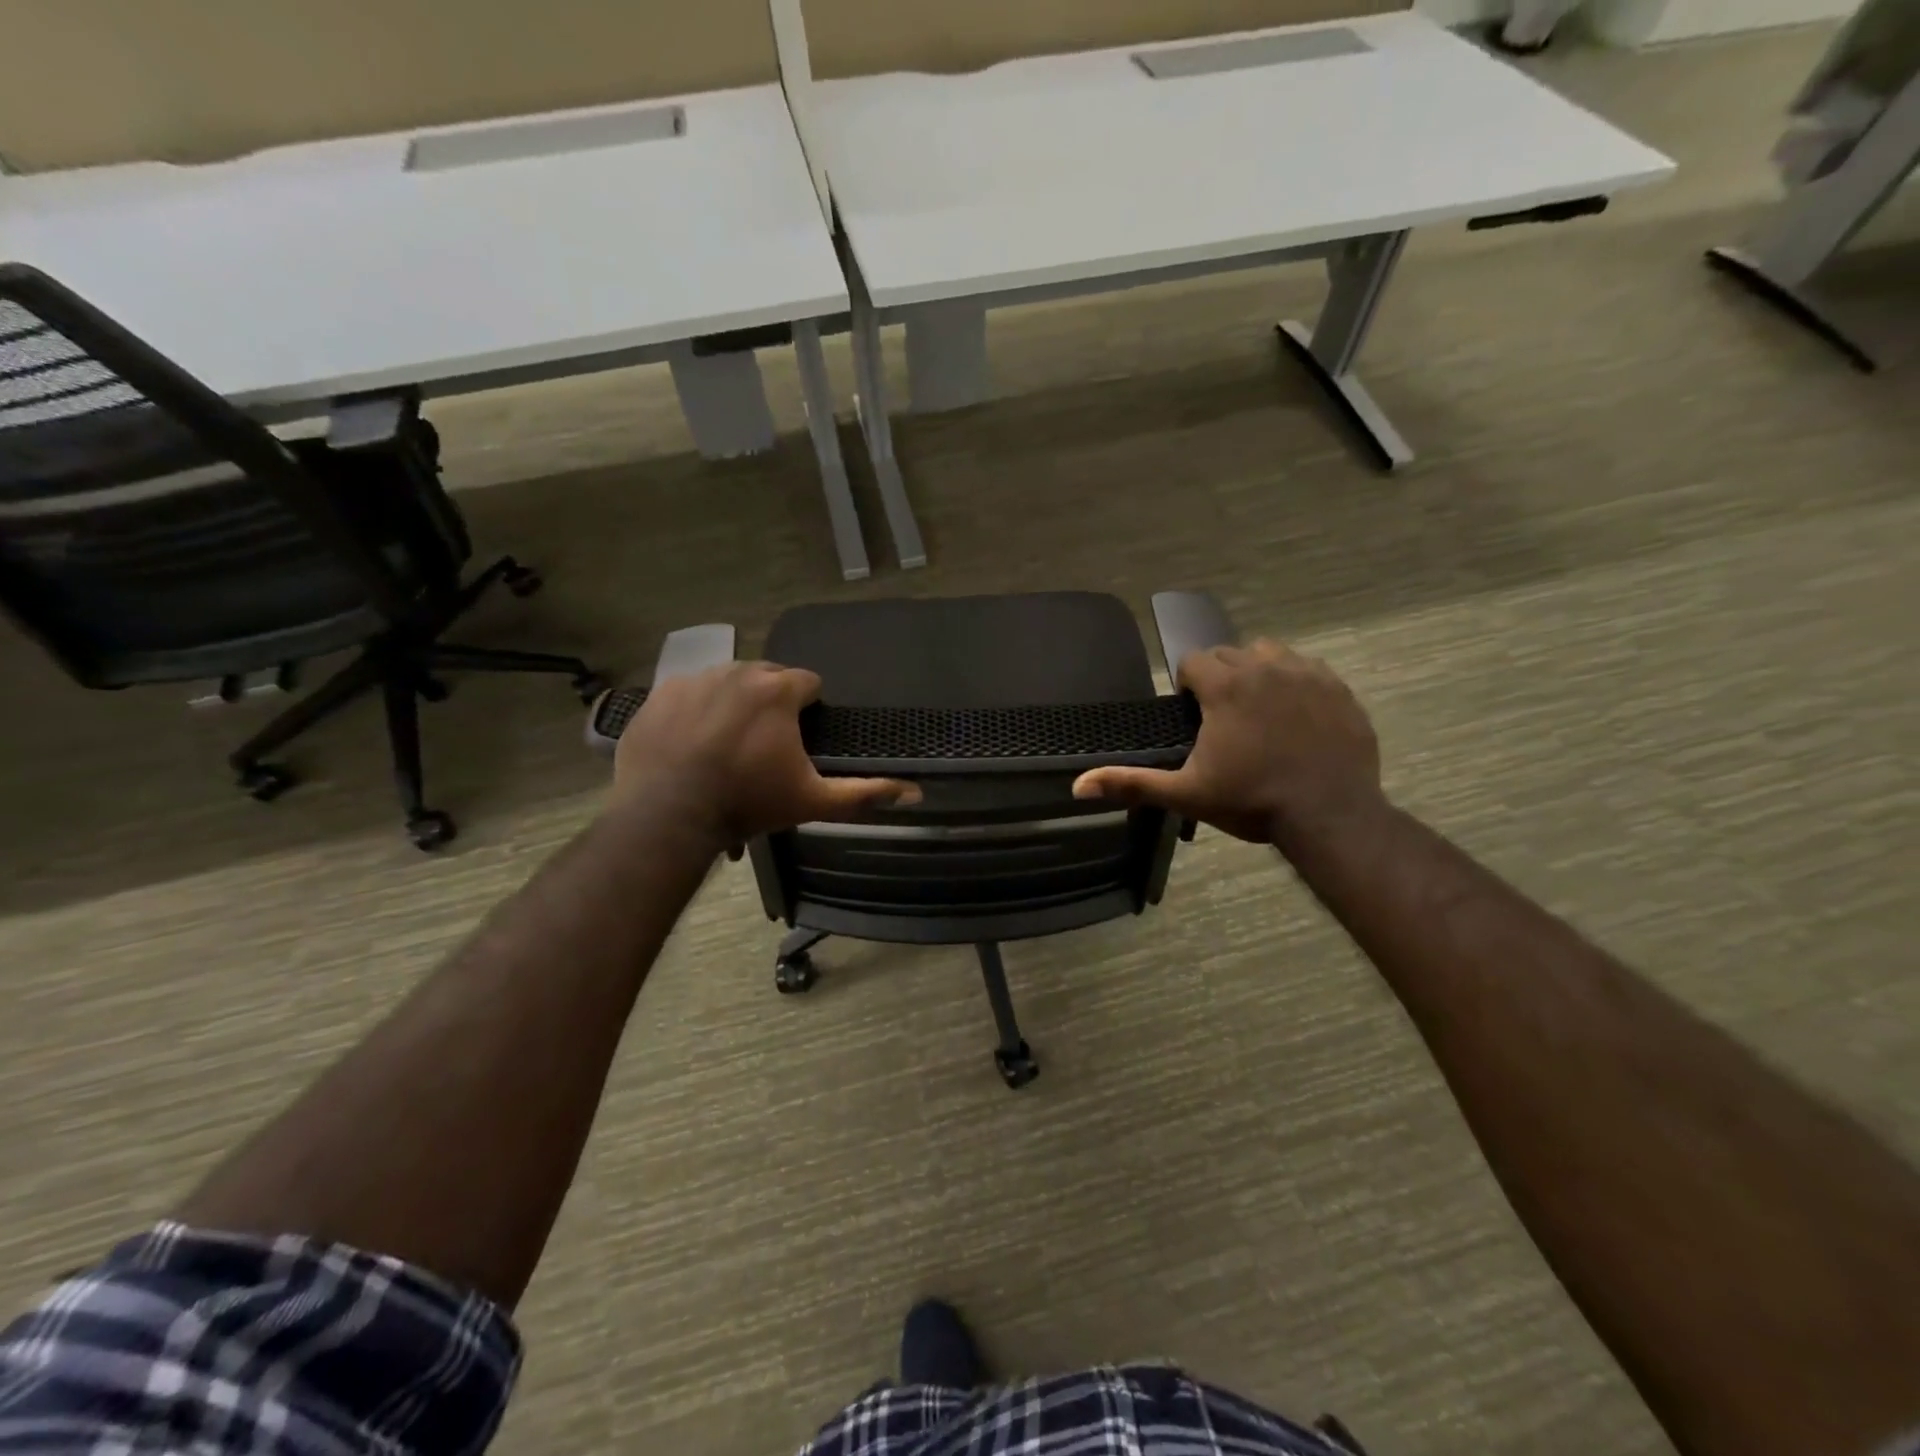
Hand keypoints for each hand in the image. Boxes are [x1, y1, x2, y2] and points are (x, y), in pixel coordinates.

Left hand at [613, 662, 919, 847]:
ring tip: (726, 745)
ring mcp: (693, 679)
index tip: (801, 737)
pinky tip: (692, 743)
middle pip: (767, 677)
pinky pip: (687, 693)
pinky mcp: (660, 695)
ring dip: (733, 704)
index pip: (808, 682)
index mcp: (777, 690)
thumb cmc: (747, 802)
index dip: (809, 709)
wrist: (667, 814)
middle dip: (771, 703)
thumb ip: (863, 793)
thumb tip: (915, 793)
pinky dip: (695, 711)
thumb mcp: (812, 801)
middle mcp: (737, 671)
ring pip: (726, 682)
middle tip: (764, 745)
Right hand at [1072, 640, 1382, 845]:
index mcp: (1226, 686)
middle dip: (1219, 677)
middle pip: (1230, 653)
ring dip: (1257, 671)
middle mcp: (1265, 667)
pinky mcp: (1338, 688)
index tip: (1193, 714)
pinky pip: (1308, 668)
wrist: (1330, 816)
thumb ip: (1132, 783)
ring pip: (1270, 653)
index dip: (1187, 685)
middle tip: (1222, 718)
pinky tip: (1295, 716)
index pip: (1194, 661)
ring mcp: (1307, 674)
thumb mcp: (1186, 794)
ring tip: (1257, 709)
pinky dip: (1295, 682)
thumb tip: (1077, 786)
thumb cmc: (1252, 801)